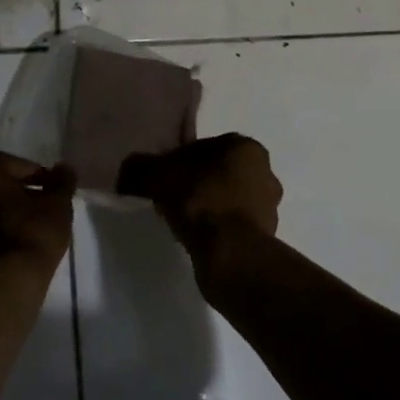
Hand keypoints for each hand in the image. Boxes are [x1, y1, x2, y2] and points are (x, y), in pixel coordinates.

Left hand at [0, 152, 74, 278]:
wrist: (2, 285)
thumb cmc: (31, 233)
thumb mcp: (57, 205)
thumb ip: (61, 182)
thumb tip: (64, 168)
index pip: (11, 164)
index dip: (34, 173)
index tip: (51, 187)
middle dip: (12, 191)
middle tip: (36, 204)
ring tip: (22, 226)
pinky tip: (7, 246)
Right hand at [115, 133, 281, 248]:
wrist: (229, 253)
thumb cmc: (198, 200)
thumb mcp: (157, 175)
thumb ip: (140, 167)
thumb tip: (129, 169)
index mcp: (245, 147)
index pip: (204, 147)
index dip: (178, 160)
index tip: (162, 177)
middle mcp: (265, 171)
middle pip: (218, 172)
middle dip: (197, 182)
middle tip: (171, 197)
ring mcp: (270, 205)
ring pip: (228, 198)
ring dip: (208, 206)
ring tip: (182, 220)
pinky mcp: (267, 235)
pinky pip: (233, 224)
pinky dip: (217, 227)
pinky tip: (197, 236)